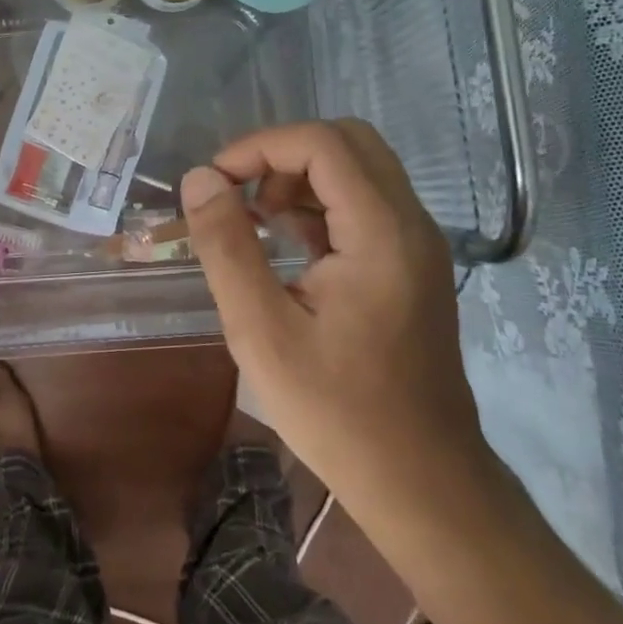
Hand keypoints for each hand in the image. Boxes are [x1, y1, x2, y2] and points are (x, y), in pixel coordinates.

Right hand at [181, 119, 490, 517]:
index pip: (323, 143)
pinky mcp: (412, 265)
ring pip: (359, 169)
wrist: (422, 481)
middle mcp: (411, 224)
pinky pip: (366, 205)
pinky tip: (288, 246)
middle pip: (349, 142)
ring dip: (302, 177)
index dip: (260, 146)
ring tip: (257, 222)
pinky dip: (321, 205)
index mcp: (382, 233)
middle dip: (283, 154)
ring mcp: (418, 244)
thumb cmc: (338, 412)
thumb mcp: (261, 330)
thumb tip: (200, 179)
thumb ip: (227, 246)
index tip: (214, 181)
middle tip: (240, 194)